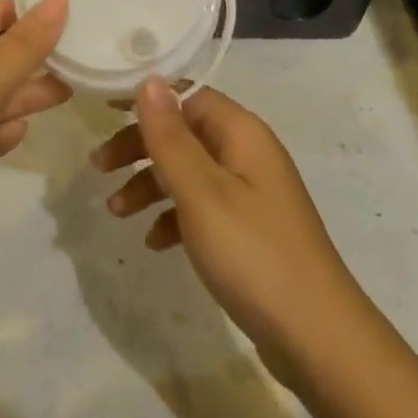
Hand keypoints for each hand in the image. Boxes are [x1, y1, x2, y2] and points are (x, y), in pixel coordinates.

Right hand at [94, 78, 368, 378]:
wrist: (318, 339)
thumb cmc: (252, 254)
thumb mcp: (201, 192)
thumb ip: (171, 137)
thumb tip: (150, 79)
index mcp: (241, 133)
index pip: (187, 95)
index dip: (146, 99)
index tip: (103, 109)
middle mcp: (248, 154)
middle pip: (184, 132)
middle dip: (140, 146)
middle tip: (99, 167)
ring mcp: (251, 193)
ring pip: (189, 171)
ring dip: (150, 184)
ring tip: (115, 212)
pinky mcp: (249, 229)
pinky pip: (202, 207)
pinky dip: (173, 216)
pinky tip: (154, 242)